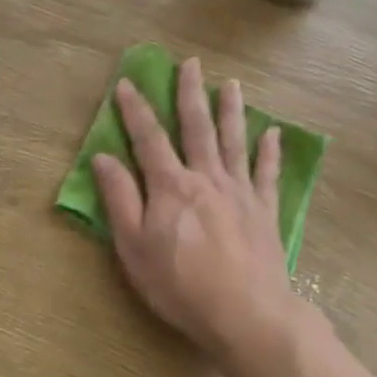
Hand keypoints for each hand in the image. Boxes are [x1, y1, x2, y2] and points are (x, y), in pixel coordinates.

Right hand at [92, 58, 298, 362]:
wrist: (245, 312)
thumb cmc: (179, 284)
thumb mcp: (133, 247)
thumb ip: (120, 199)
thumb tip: (103, 158)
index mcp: (170, 186)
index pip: (148, 138)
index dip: (135, 110)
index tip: (127, 83)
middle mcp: (206, 178)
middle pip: (197, 127)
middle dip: (190, 94)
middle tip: (191, 64)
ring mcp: (240, 192)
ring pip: (235, 141)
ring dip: (231, 111)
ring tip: (231, 85)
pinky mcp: (264, 210)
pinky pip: (268, 173)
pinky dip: (270, 151)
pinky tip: (273, 134)